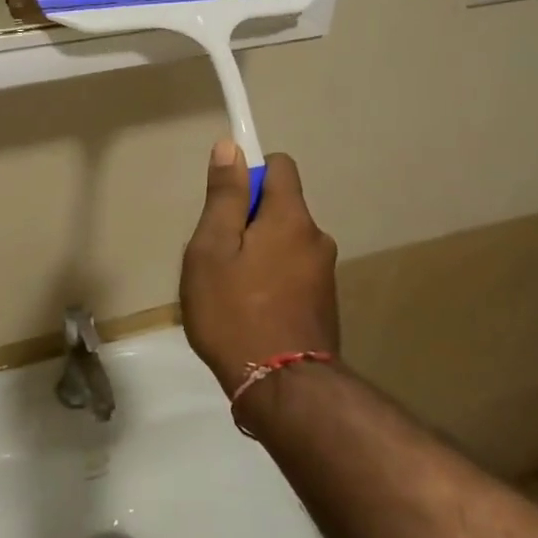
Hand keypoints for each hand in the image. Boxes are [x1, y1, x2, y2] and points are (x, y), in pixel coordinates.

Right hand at [180, 143, 339, 391]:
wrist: (282, 389)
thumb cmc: (234, 311)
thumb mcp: (212, 249)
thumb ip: (225, 196)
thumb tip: (231, 148)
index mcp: (291, 217)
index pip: (279, 165)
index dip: (249, 174)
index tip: (225, 205)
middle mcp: (317, 237)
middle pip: (279, 207)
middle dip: (247, 222)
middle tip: (217, 259)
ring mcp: (325, 273)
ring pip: (283, 243)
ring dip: (258, 255)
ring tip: (228, 293)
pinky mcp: (324, 304)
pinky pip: (291, 273)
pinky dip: (270, 281)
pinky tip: (248, 314)